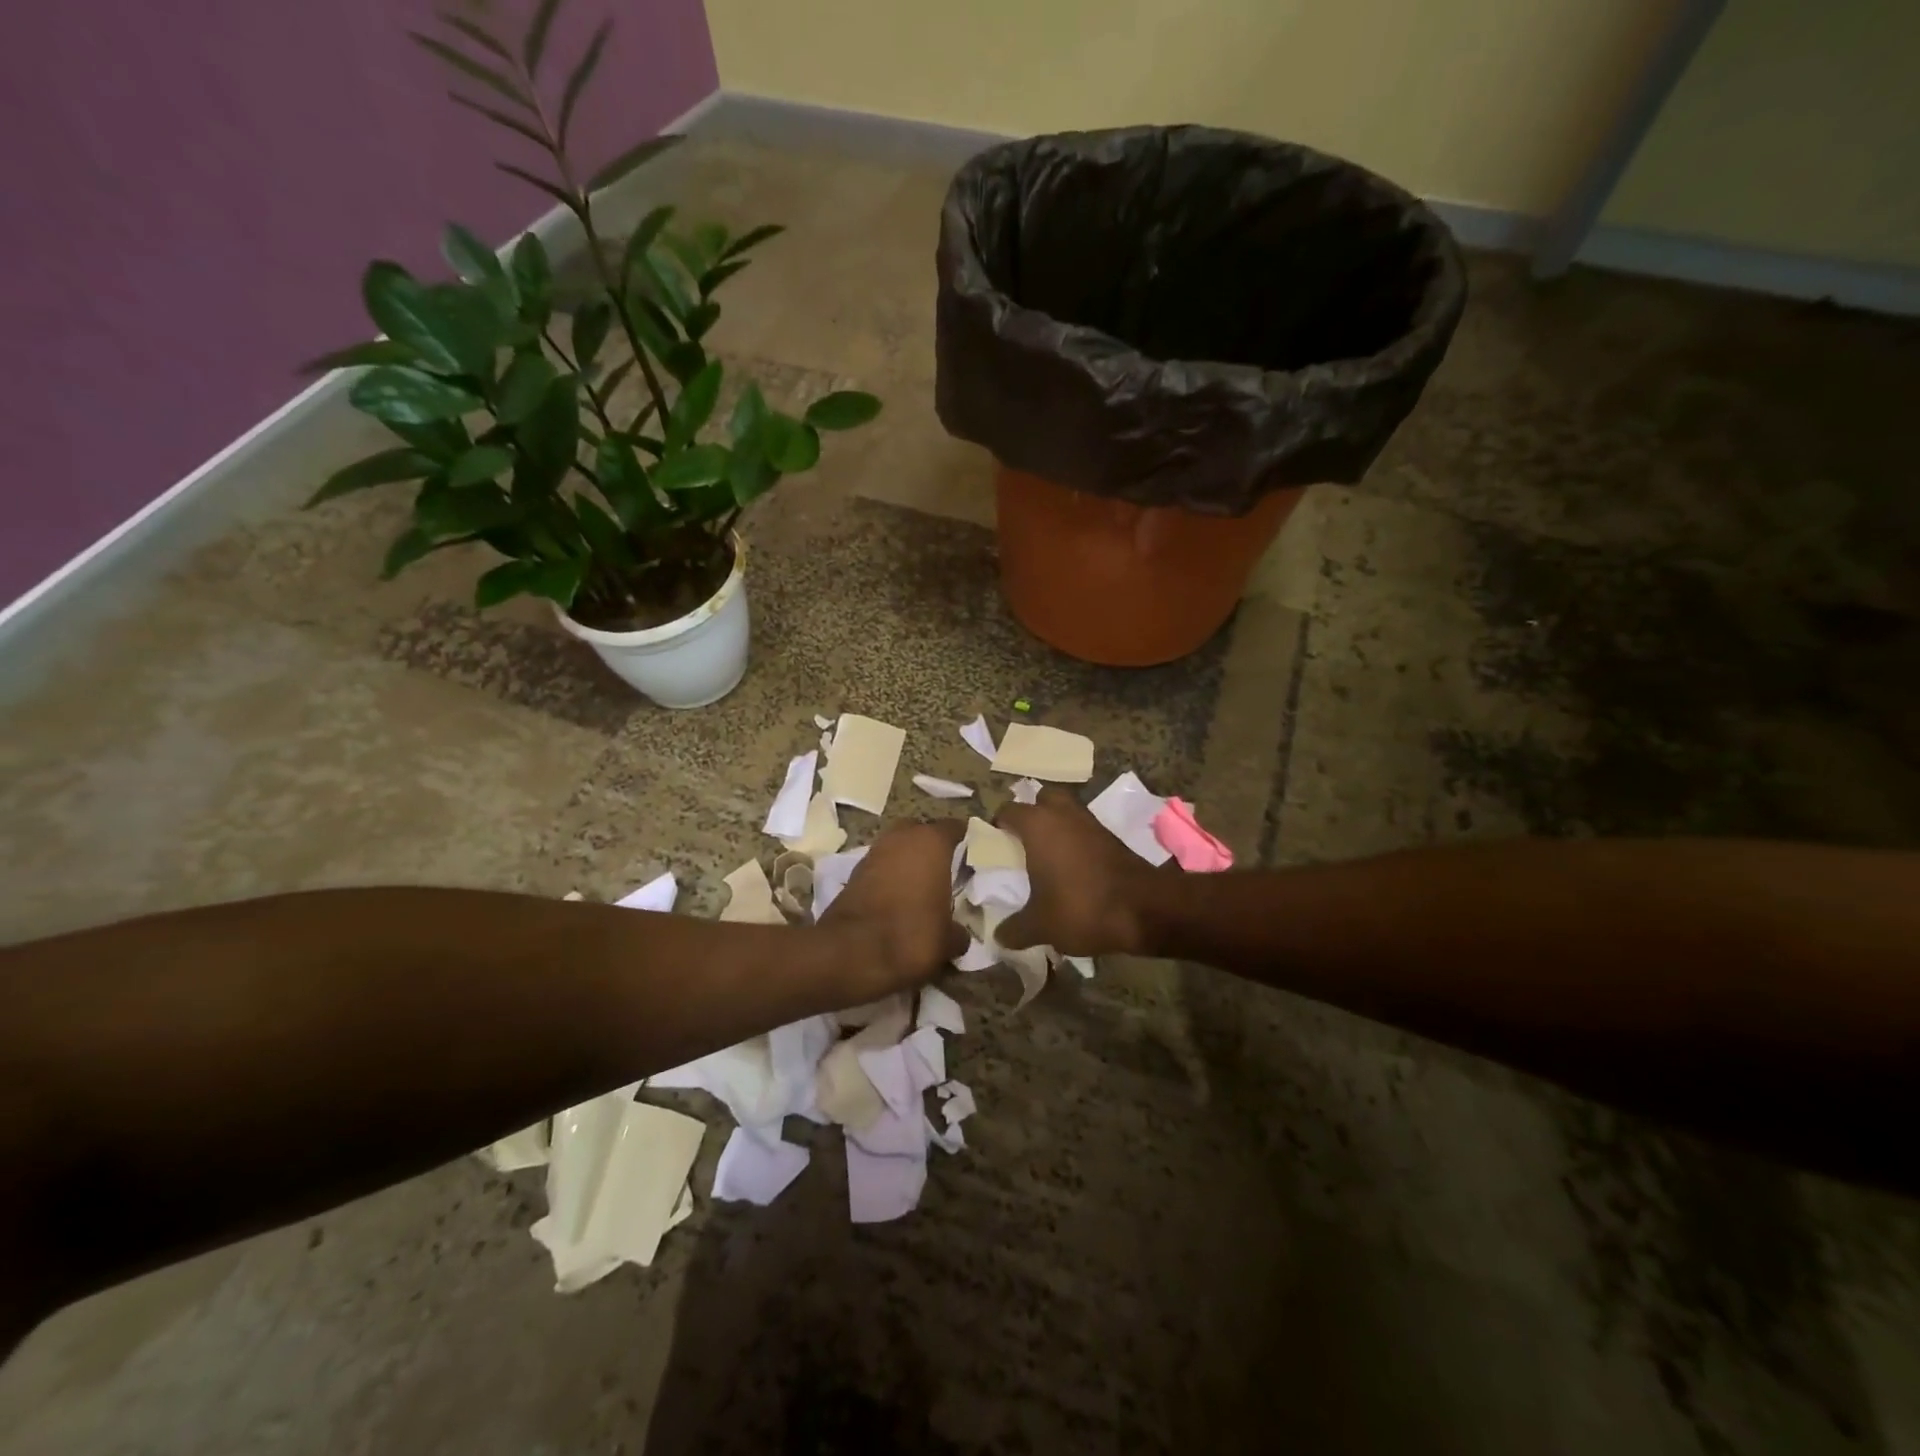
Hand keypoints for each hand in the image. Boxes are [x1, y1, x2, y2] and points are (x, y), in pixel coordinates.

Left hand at [817, 819, 967, 997]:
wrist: (851, 953)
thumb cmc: (912, 935)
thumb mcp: (948, 941)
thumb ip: (958, 931)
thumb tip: (959, 935)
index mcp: (931, 842)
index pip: (954, 827)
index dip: (964, 839)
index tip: (972, 855)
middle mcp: (900, 838)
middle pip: (920, 831)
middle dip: (929, 846)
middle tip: (943, 870)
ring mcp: (873, 853)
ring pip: (896, 848)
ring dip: (905, 862)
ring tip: (920, 888)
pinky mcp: (852, 873)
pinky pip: (879, 868)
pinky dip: (887, 878)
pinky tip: (896, 900)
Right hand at [996, 790, 1160, 954]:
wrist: (1144, 909)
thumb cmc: (1081, 907)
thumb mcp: (1040, 926)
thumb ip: (1015, 929)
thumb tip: (999, 937)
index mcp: (1038, 824)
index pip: (1007, 810)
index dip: (997, 826)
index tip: (994, 847)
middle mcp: (1063, 813)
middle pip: (1042, 799)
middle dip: (1032, 814)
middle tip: (1022, 843)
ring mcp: (1090, 822)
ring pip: (1066, 812)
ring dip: (1056, 827)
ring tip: (1046, 857)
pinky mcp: (1111, 836)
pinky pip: (1084, 829)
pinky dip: (1076, 841)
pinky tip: (1071, 868)